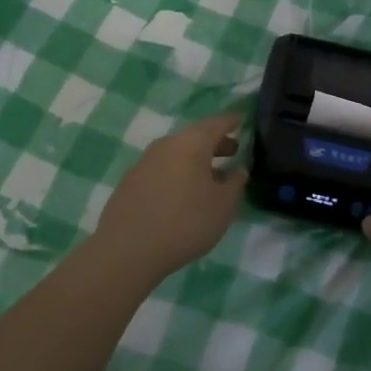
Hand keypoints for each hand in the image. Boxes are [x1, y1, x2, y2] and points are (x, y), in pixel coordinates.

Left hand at [92, 114, 246, 287]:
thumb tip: (238, 169)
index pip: (217, 123)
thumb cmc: (185, 222)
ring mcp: (145, 161)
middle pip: (195, 137)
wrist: (128, 250)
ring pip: (177, 153)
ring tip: (209, 177)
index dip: (232, 122)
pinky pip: (162, 169)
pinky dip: (177, 173)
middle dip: (215, 143)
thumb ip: (235, 183)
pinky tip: (182, 194)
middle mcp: (167, 144)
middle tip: (232, 151)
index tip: (243, 121)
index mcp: (192, 142)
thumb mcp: (223, 206)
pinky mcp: (131, 181)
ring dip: (195, 160)